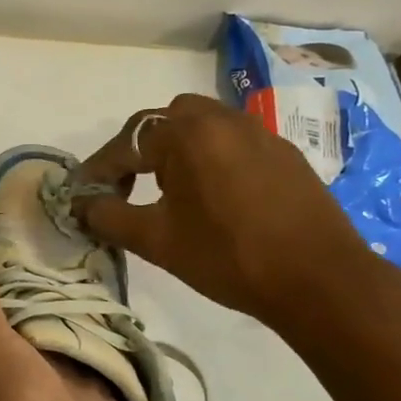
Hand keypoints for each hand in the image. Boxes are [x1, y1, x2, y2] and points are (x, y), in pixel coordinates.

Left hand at [0, 263, 150, 400]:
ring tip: (131, 291)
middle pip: (60, 334)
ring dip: (110, 335)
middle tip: (103, 259)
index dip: (30, 284)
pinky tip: (153, 342)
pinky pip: (133, 393)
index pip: (16, 314)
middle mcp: (38, 387)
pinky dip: (140, 371)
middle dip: (76, 304)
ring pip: (97, 361)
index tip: (52, 246)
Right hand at [75, 93, 379, 328]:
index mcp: (187, 135)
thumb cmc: (227, 257)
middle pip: (165, 121)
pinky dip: (211, 157)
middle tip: (127, 186)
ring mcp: (259, 133)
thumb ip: (109, 216)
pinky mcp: (284, 154)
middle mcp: (222, 120)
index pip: (126, 143)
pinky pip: (233, 142)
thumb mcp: (156, 240)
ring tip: (169, 190)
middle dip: (139, 149)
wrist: (319, 280)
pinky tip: (214, 196)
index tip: (82, 194)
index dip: (99, 169)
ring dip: (177, 149)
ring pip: (203, 126)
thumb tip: (81, 204)